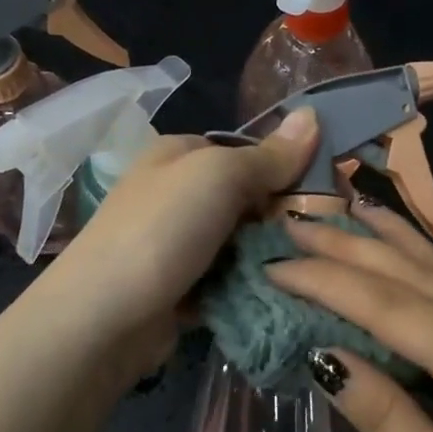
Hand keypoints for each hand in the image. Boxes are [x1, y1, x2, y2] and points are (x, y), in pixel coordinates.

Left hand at [35, 109, 318, 371]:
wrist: (105, 318)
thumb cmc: (162, 231)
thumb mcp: (219, 177)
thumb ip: (268, 155)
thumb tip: (315, 113)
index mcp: (178, 156)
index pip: (245, 153)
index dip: (285, 169)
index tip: (327, 193)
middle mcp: (176, 196)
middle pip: (246, 201)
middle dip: (280, 219)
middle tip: (322, 239)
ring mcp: (178, 245)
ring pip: (241, 245)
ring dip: (268, 258)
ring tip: (310, 270)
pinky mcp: (183, 289)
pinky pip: (229, 281)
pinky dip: (250, 287)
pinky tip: (282, 296)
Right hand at [267, 201, 432, 431]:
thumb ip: (388, 419)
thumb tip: (324, 359)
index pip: (394, 308)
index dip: (330, 282)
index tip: (275, 265)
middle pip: (421, 277)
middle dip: (354, 247)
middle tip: (295, 222)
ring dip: (391, 246)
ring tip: (346, 212)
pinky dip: (424, 272)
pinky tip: (407, 261)